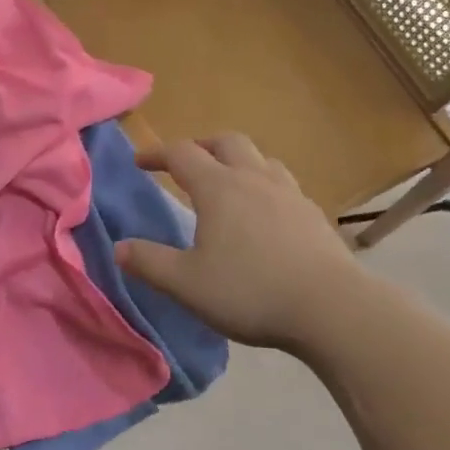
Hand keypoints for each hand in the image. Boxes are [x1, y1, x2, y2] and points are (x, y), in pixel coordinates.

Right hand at [115, 133, 366, 350]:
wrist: (331, 307)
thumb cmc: (251, 292)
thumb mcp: (187, 284)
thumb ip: (150, 263)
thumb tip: (119, 247)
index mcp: (218, 188)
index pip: (181, 154)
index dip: (157, 154)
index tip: (140, 162)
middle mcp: (253, 178)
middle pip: (225, 142)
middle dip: (201, 146)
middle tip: (186, 163)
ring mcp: (288, 193)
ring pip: (260, 158)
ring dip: (237, 161)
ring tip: (228, 182)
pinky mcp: (313, 213)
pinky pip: (283, 184)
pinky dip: (264, 185)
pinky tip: (265, 213)